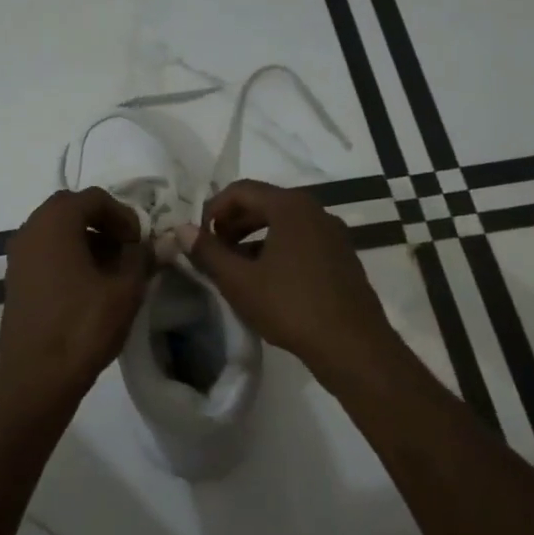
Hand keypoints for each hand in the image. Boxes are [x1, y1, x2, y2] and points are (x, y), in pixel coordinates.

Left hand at [0, 188, 149, 412]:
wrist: (37, 377)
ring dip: (86, 242)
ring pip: (56, 233)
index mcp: (54, 222)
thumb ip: (142, 257)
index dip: (124, 214)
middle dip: (104, 225)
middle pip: (71, 210)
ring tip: (113, 271)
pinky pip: (45, 254)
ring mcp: (17, 257)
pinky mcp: (15, 281)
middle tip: (128, 251)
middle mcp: (29, 230)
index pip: (93, 197)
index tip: (140, 241)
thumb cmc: (83, 327)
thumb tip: (158, 242)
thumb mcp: (125, 290)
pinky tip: (90, 287)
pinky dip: (69, 258)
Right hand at [181, 180, 399, 387]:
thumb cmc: (290, 306)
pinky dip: (277, 250)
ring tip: (235, 269)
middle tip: (214, 251)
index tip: (199, 237)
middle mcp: (316, 211)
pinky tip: (266, 281)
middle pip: (264, 203)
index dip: (213, 209)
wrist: (352, 344)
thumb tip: (181, 229)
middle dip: (232, 223)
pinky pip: (301, 241)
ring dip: (253, 238)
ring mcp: (333, 234)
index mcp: (290, 207)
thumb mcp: (238, 281)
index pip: (241, 190)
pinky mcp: (342, 257)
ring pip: (283, 224)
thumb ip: (207, 251)